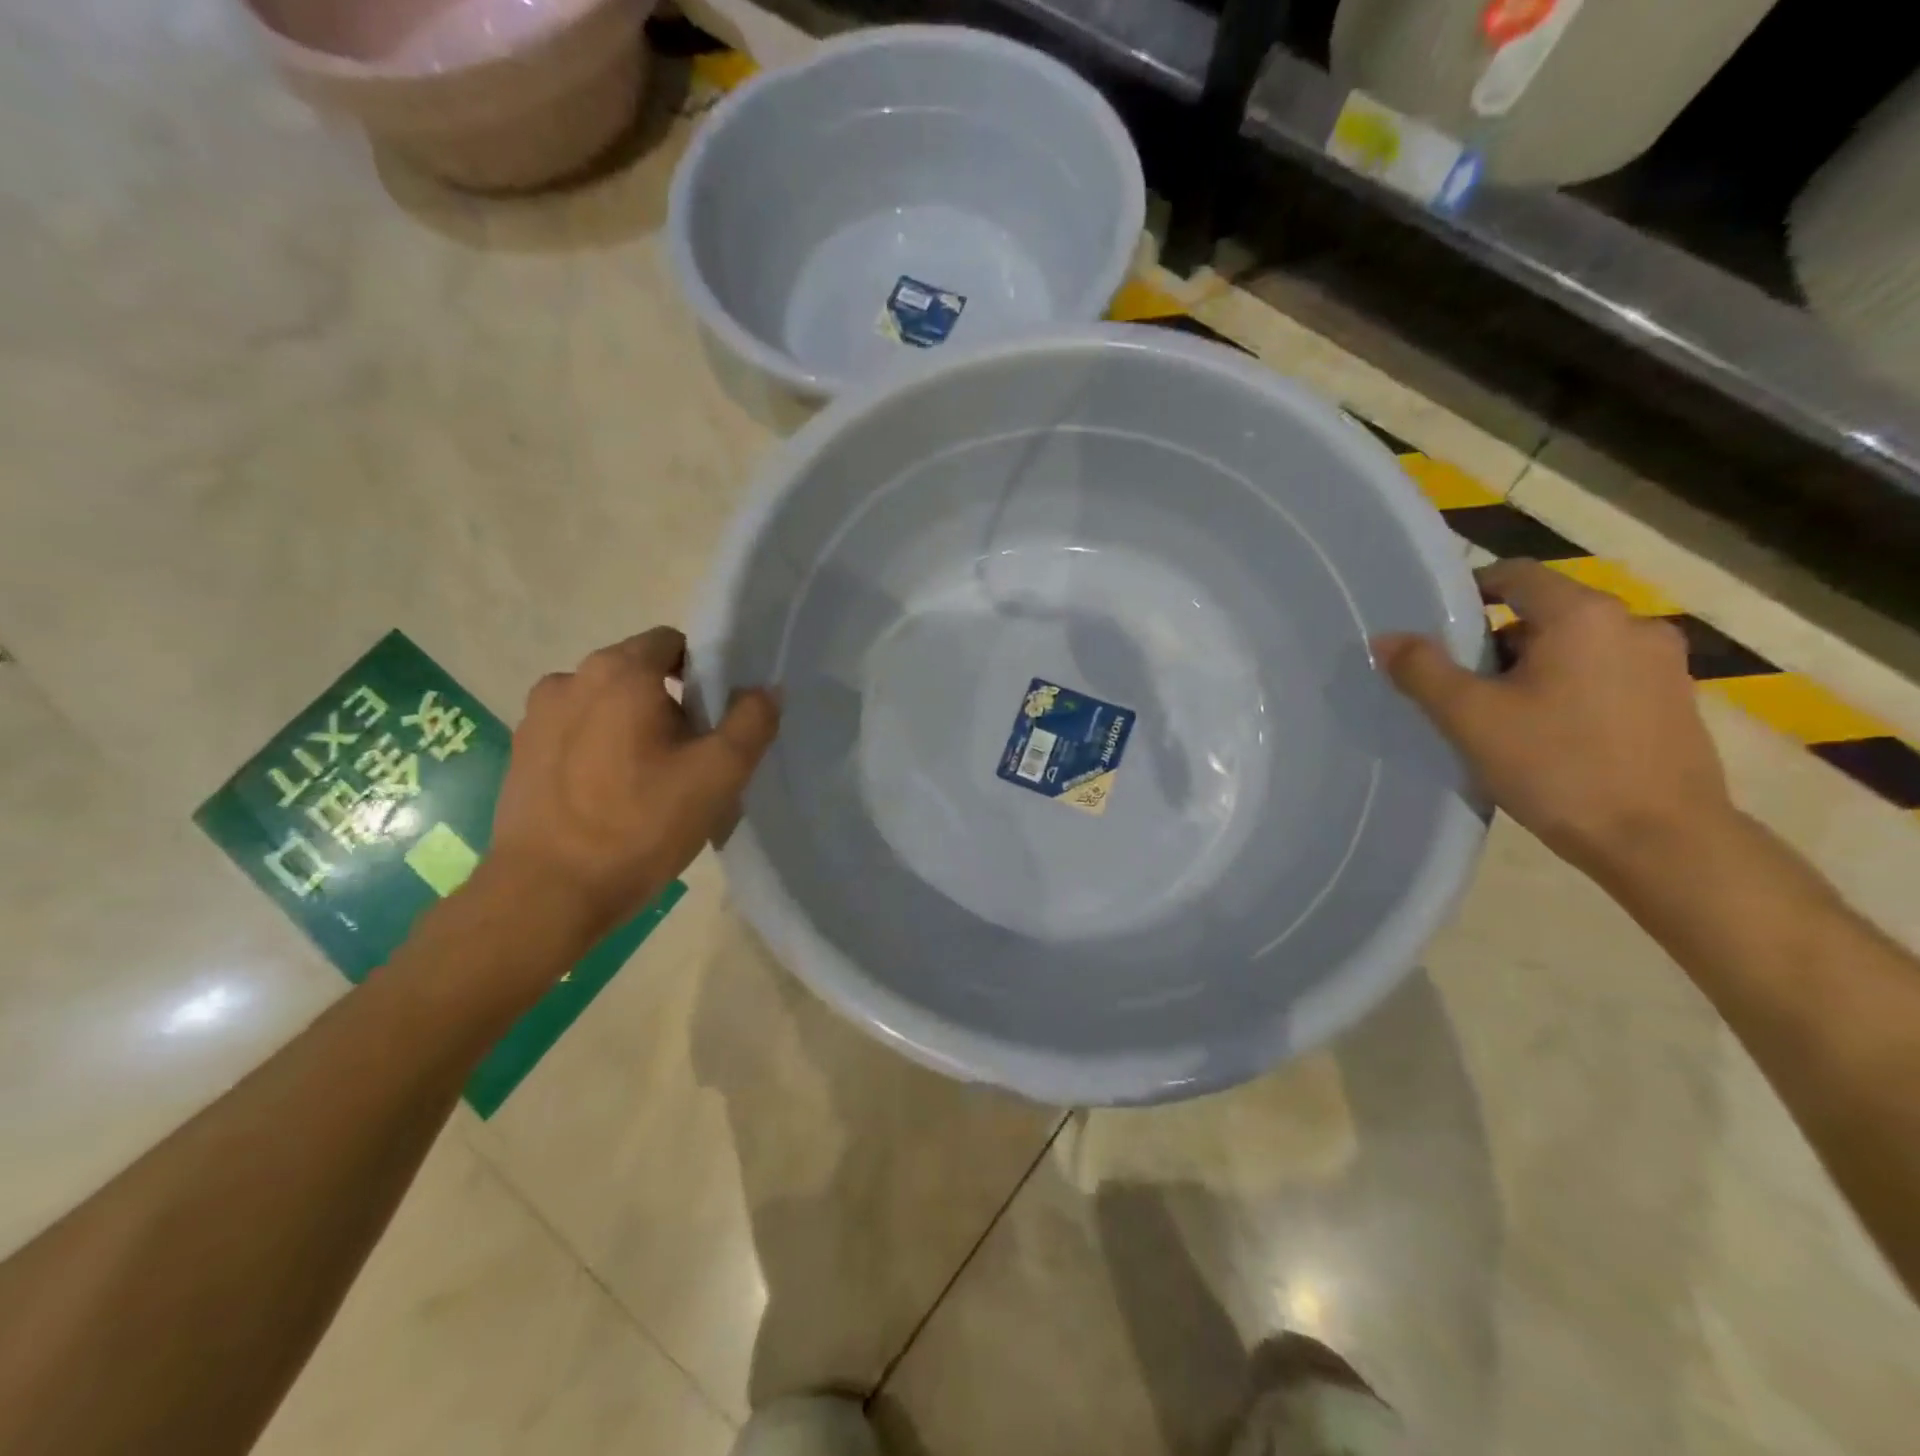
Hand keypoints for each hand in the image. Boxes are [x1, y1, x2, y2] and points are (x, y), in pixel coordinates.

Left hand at [487, 628, 779, 942]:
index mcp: (619, 673)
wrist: (547, 894)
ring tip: (653, 782)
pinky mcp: (521, 753)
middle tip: (695, 758)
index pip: (673, 643)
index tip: (718, 718)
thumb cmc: (639, 826)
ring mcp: (537, 717)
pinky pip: (577, 734)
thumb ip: (752, 722)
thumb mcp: (718, 775)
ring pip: (607, 705)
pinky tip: (614, 798)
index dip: (705, 672)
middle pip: (639, 673)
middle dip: (672, 704)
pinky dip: (602, 749)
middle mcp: (571, 679)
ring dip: (635, 727)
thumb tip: (764, 690)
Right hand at [1372, 559, 1732, 877]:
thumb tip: (1386, 638)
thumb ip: (1422, 670)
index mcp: (1583, 616)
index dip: (1469, 592)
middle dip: (1496, 643)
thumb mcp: (1470, 717)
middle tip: (1461, 688)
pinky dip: (1568, 690)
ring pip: (1575, 647)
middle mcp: (1632, 624)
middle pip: (1544, 613)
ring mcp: (1663, 664)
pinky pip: (1604, 675)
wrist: (1661, 841)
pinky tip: (1549, 737)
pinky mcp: (1675, 701)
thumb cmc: (1557, 766)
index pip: (1515, 574)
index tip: (1437, 630)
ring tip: (1501, 719)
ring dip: (1533, 669)